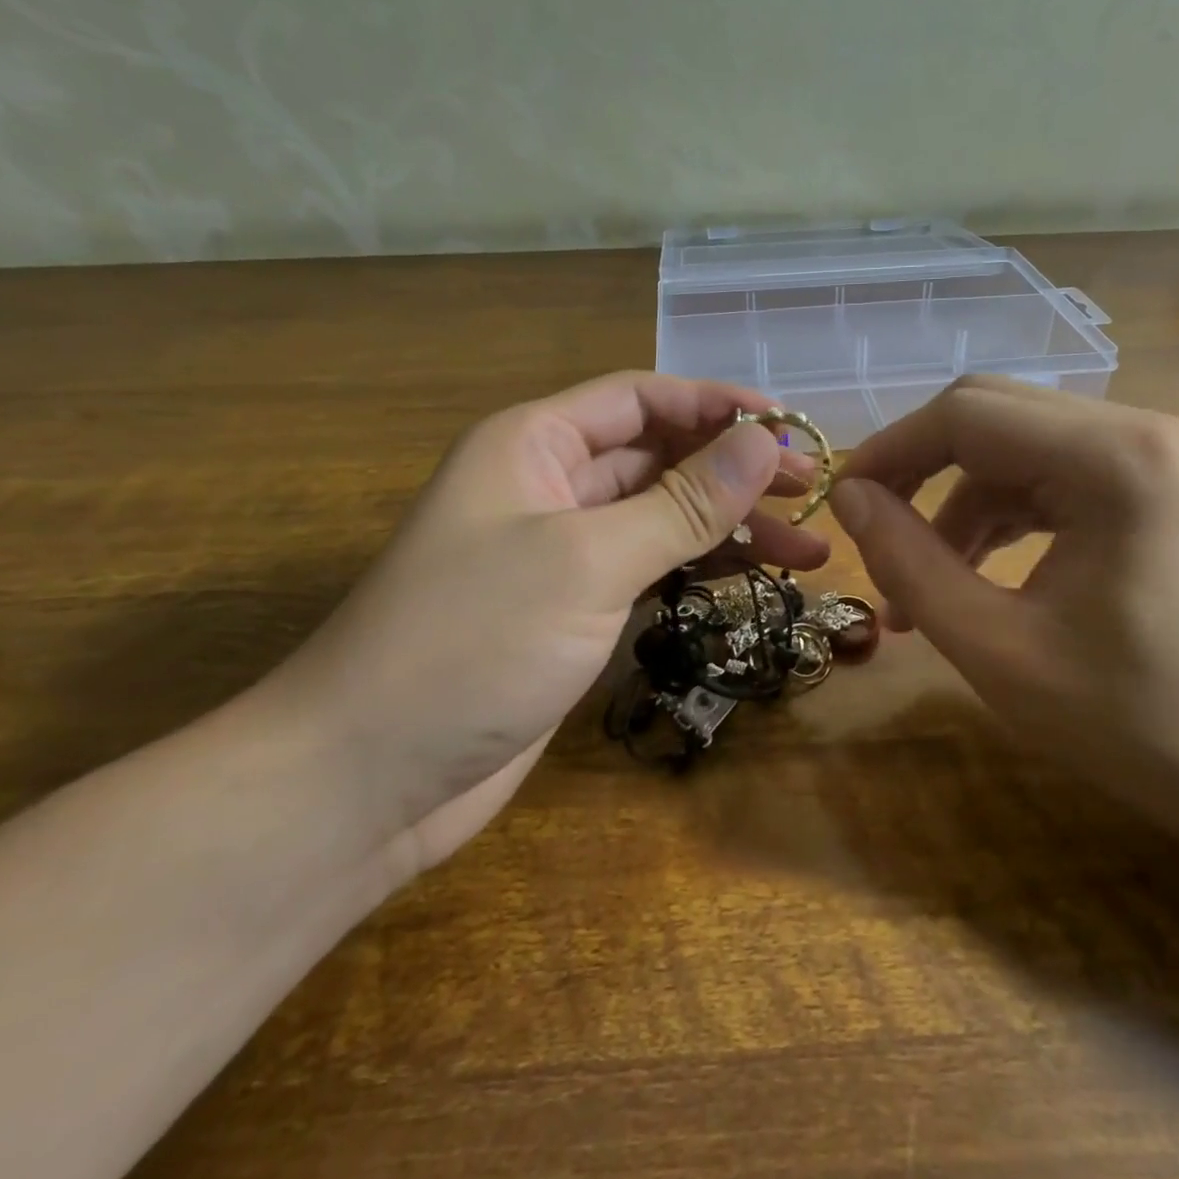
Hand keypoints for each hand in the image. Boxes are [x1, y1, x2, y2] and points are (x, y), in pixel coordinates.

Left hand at [254, 372, 829, 877]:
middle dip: (736, 471)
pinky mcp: (573, 612)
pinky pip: (650, 571)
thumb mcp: (588, 560)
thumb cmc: (470, 643)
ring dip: (730, 528)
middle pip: (659, 457)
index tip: (792, 430)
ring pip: (662, 518)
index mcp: (536, 443)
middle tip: (813, 495)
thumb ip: (683, 501)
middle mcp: (549, 485)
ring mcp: (562, 553)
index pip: (643, 399)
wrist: (366, 780)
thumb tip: (766, 442)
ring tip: (808, 551)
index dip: (718, 406)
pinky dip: (700, 572)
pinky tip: (752, 584)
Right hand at [830, 377, 1178, 840]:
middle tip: (872, 539)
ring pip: (1015, 450)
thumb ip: (910, 564)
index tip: (840, 507)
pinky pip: (1050, 479)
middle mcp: (1137, 431)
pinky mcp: (1154, 490)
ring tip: (919, 587)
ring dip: (956, 506)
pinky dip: (1000, 520)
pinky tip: (976, 576)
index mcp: (1110, 457)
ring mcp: (1152, 457)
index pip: (964, 414)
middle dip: (918, 473)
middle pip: (989, 417)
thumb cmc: (1146, 724)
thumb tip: (849, 500)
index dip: (889, 452)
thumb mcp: (999, 650)